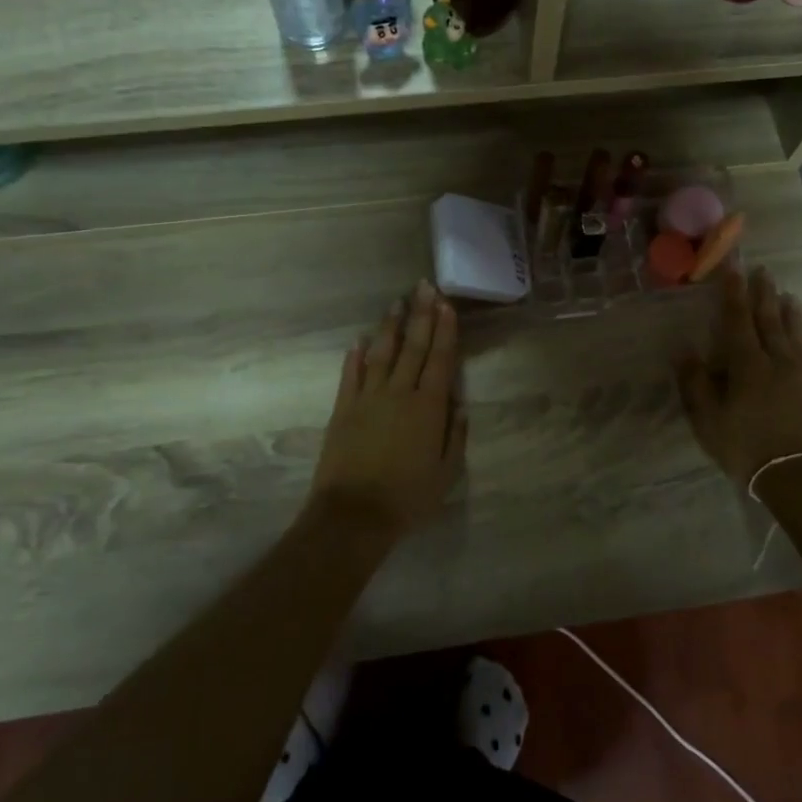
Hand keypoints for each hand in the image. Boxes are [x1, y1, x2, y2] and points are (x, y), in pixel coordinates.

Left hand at [309, 281, 466, 539]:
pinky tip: (359, 340)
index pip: (440, 359)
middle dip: (421, 315)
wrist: (354, 514)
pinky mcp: (343, 409)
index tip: (446, 304)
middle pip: (412, 347)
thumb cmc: (408, 497)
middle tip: (424, 287)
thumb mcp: (447, 472)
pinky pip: (350, 375)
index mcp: (428, 407)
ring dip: (390, 327)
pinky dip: (355, 356)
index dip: (444, 330)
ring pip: (381, 353)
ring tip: (397, 303)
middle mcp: (399, 393)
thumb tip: (459, 405)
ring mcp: (368, 398)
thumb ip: (455, 435)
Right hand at [676, 266, 801, 487]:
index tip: (733, 270)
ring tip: (789, 296)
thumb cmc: (746, 447)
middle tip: (763, 271)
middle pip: (770, 321)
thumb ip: (696, 384)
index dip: (734, 294)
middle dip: (764, 295)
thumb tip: (684, 351)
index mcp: (746, 365)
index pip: (738, 320)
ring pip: (795, 337)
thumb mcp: (708, 420)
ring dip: (790, 315)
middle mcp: (777, 361)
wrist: (800, 477)